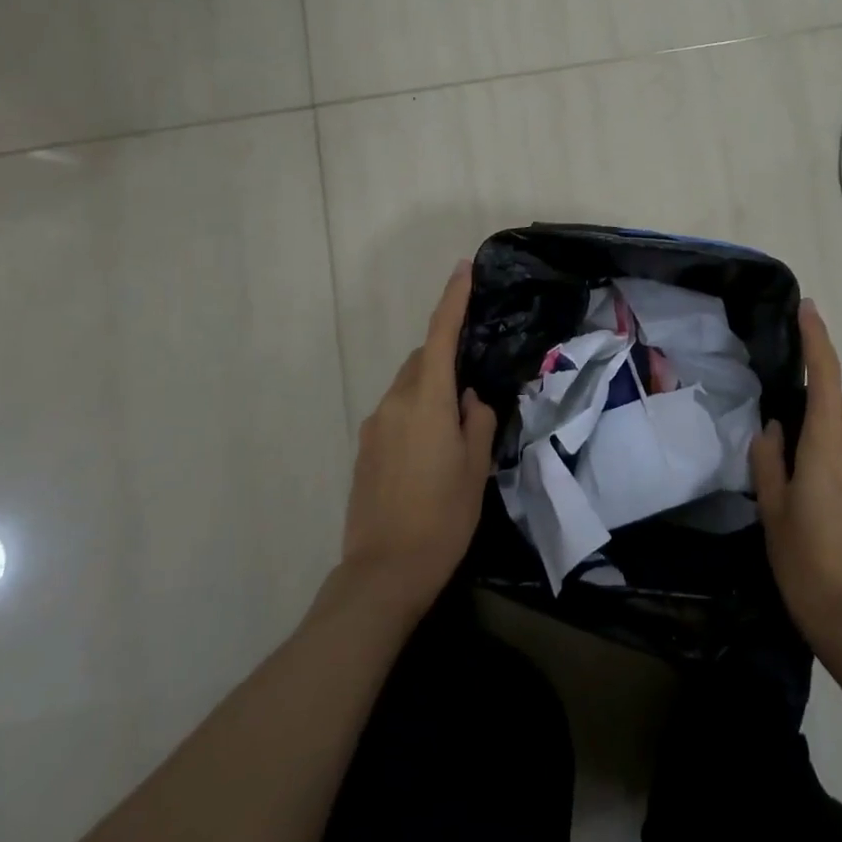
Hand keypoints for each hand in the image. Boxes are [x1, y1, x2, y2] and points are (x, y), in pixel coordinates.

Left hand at [340, 261, 496, 614]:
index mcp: (426, 400)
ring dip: (430, 389)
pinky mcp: (364, 449)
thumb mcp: (475, 468)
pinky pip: (395, 412)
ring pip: (408, 387)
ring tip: (454, 429)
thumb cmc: (442, 517)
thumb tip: (468, 398)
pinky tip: (429, 452)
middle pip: (422, 361)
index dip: (452, 299)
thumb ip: (477, 420)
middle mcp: (394, 403)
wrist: (383, 573)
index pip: (440, 335)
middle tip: (474, 387)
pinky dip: (415, 413)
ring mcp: (374, 426)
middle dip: (446, 358)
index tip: (462, 268)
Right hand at [750, 298, 841, 659]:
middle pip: (835, 404)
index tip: (808, 308)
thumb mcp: (774, 512)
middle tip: (776, 408)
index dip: (818, 339)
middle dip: (810, 393)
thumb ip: (770, 461)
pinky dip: (831, 451)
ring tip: (788, 457)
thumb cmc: (806, 565)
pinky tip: (811, 485)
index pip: (826, 378)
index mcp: (829, 447)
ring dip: (819, 428)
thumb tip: (773, 427)